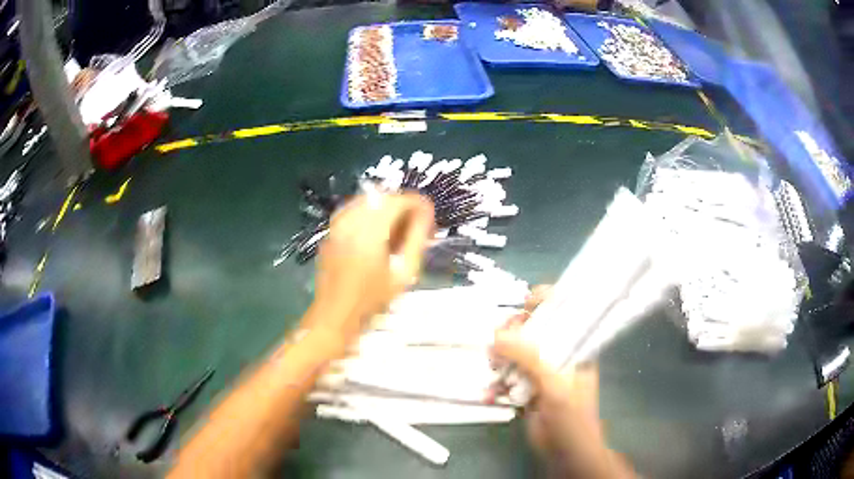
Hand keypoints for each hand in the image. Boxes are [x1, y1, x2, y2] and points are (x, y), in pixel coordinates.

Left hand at [307, 192, 433, 343]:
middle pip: (382, 196)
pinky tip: (378, 231)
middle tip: (416, 223)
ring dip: (386, 208)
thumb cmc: (372, 300)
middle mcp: (350, 221)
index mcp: (369, 231)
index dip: (417, 203)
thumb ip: (416, 239)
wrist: (335, 315)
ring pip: (367, 200)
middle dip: (402, 205)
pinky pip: (354, 210)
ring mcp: (337, 224)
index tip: (429, 216)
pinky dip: (370, 213)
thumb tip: (426, 213)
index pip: (398, 201)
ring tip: (398, 227)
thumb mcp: (404, 273)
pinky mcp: (331, 231)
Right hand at [491, 287, 632, 478]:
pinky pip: (508, 376)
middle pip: (534, 330)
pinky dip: (497, 382)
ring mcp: (541, 372)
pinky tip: (491, 392)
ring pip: (516, 352)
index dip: (546, 301)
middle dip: (513, 333)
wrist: (566, 454)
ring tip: (493, 369)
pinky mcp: (527, 389)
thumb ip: (529, 359)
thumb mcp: (555, 386)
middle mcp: (559, 354)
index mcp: (577, 347)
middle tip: (498, 342)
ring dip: (500, 358)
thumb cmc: (572, 418)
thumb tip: (497, 335)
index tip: (524, 304)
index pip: (564, 311)